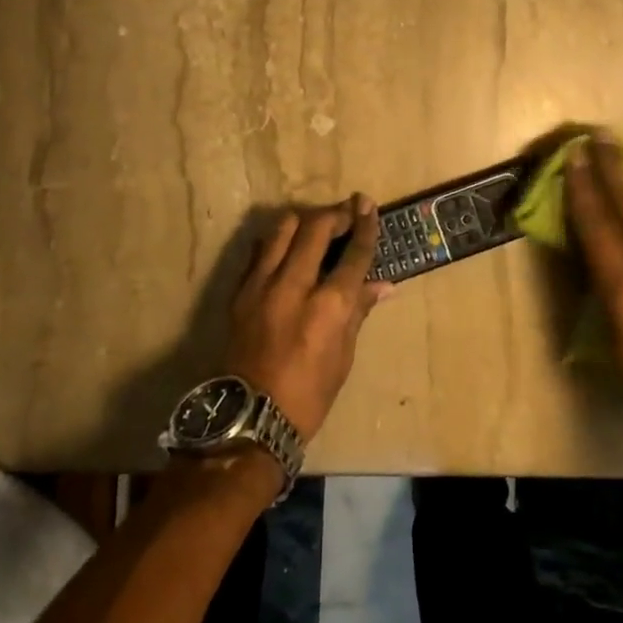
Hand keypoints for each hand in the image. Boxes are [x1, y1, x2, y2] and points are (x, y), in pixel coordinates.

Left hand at [224, 196, 388, 442]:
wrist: (248, 417)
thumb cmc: (308, 394)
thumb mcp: (343, 356)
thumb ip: (358, 311)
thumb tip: (382, 285)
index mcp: (329, 306)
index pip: (353, 254)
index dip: (365, 226)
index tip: (368, 205)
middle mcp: (295, 286)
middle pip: (316, 228)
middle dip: (335, 213)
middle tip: (347, 210)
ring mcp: (262, 285)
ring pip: (283, 229)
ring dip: (304, 221)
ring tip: (315, 226)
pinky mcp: (240, 292)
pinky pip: (260, 251)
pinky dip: (277, 242)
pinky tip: (286, 249)